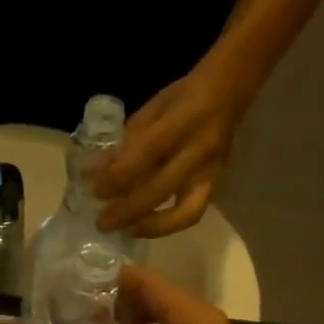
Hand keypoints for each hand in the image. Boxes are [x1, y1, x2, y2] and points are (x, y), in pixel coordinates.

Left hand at [93, 64, 246, 237]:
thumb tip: (94, 172)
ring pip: (183, 212)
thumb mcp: (151, 110)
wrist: (228, 92)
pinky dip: (166, 225)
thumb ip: (126, 142)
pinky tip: (143, 227)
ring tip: (123, 231)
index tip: (94, 190)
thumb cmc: (182, 97)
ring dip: (149, 227)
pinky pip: (191, 214)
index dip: (118, 177)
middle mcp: (199, 150)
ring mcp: (210, 171)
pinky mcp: (216, 185)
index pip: (146, 154)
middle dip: (127, 210)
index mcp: (182, 121)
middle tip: (101, 222)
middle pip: (161, 190)